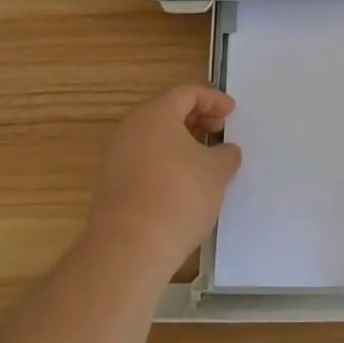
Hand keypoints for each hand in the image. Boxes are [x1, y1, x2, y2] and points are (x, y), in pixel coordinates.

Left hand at [86, 84, 241, 277]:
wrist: (128, 249)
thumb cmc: (178, 198)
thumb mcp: (217, 172)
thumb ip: (226, 153)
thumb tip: (225, 150)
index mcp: (156, 114)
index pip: (187, 93)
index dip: (213, 99)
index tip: (232, 112)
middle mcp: (131, 128)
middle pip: (167, 110)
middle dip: (197, 117)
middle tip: (219, 130)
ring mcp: (116, 156)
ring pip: (154, 135)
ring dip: (181, 140)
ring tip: (204, 157)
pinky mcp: (111, 183)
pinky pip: (144, 157)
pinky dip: (166, 159)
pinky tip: (183, 181)